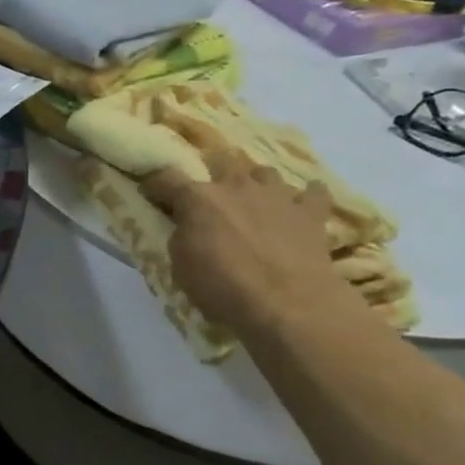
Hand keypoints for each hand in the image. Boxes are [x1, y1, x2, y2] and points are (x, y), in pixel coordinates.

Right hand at [141, 145, 354, 335]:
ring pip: (264, 172)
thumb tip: (187, 226)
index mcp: (198, 199)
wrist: (288, 304)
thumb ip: (181, 237)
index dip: (156, 184)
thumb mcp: (181, 266)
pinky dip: (305, 197)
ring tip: (255, 201)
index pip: (166, 177)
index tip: (152, 193)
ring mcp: (277, 194)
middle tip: (212, 196)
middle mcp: (236, 186)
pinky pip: (312, 192)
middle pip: (221, 160)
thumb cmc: (222, 288)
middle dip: (214, 172)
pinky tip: (300, 208)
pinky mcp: (311, 211)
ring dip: (257, 183)